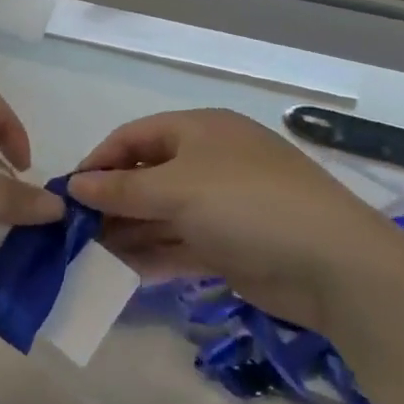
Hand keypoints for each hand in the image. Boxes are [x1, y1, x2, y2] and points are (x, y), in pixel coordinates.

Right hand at [67, 110, 403, 334]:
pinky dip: (153, 255)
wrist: (336, 266)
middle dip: (111, 202)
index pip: (133, 137)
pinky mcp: (231, 244)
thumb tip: (74, 186)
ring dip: (127, 232)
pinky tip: (122, 272)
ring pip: (161, 214)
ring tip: (89, 256)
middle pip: (146, 176)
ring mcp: (222, 205)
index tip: (68, 193)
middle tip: (74, 231)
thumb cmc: (247, 205)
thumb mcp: (176, 190)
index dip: (99, 161)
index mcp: (199, 131)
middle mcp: (209, 162)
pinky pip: (180, 244)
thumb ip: (121, 189)